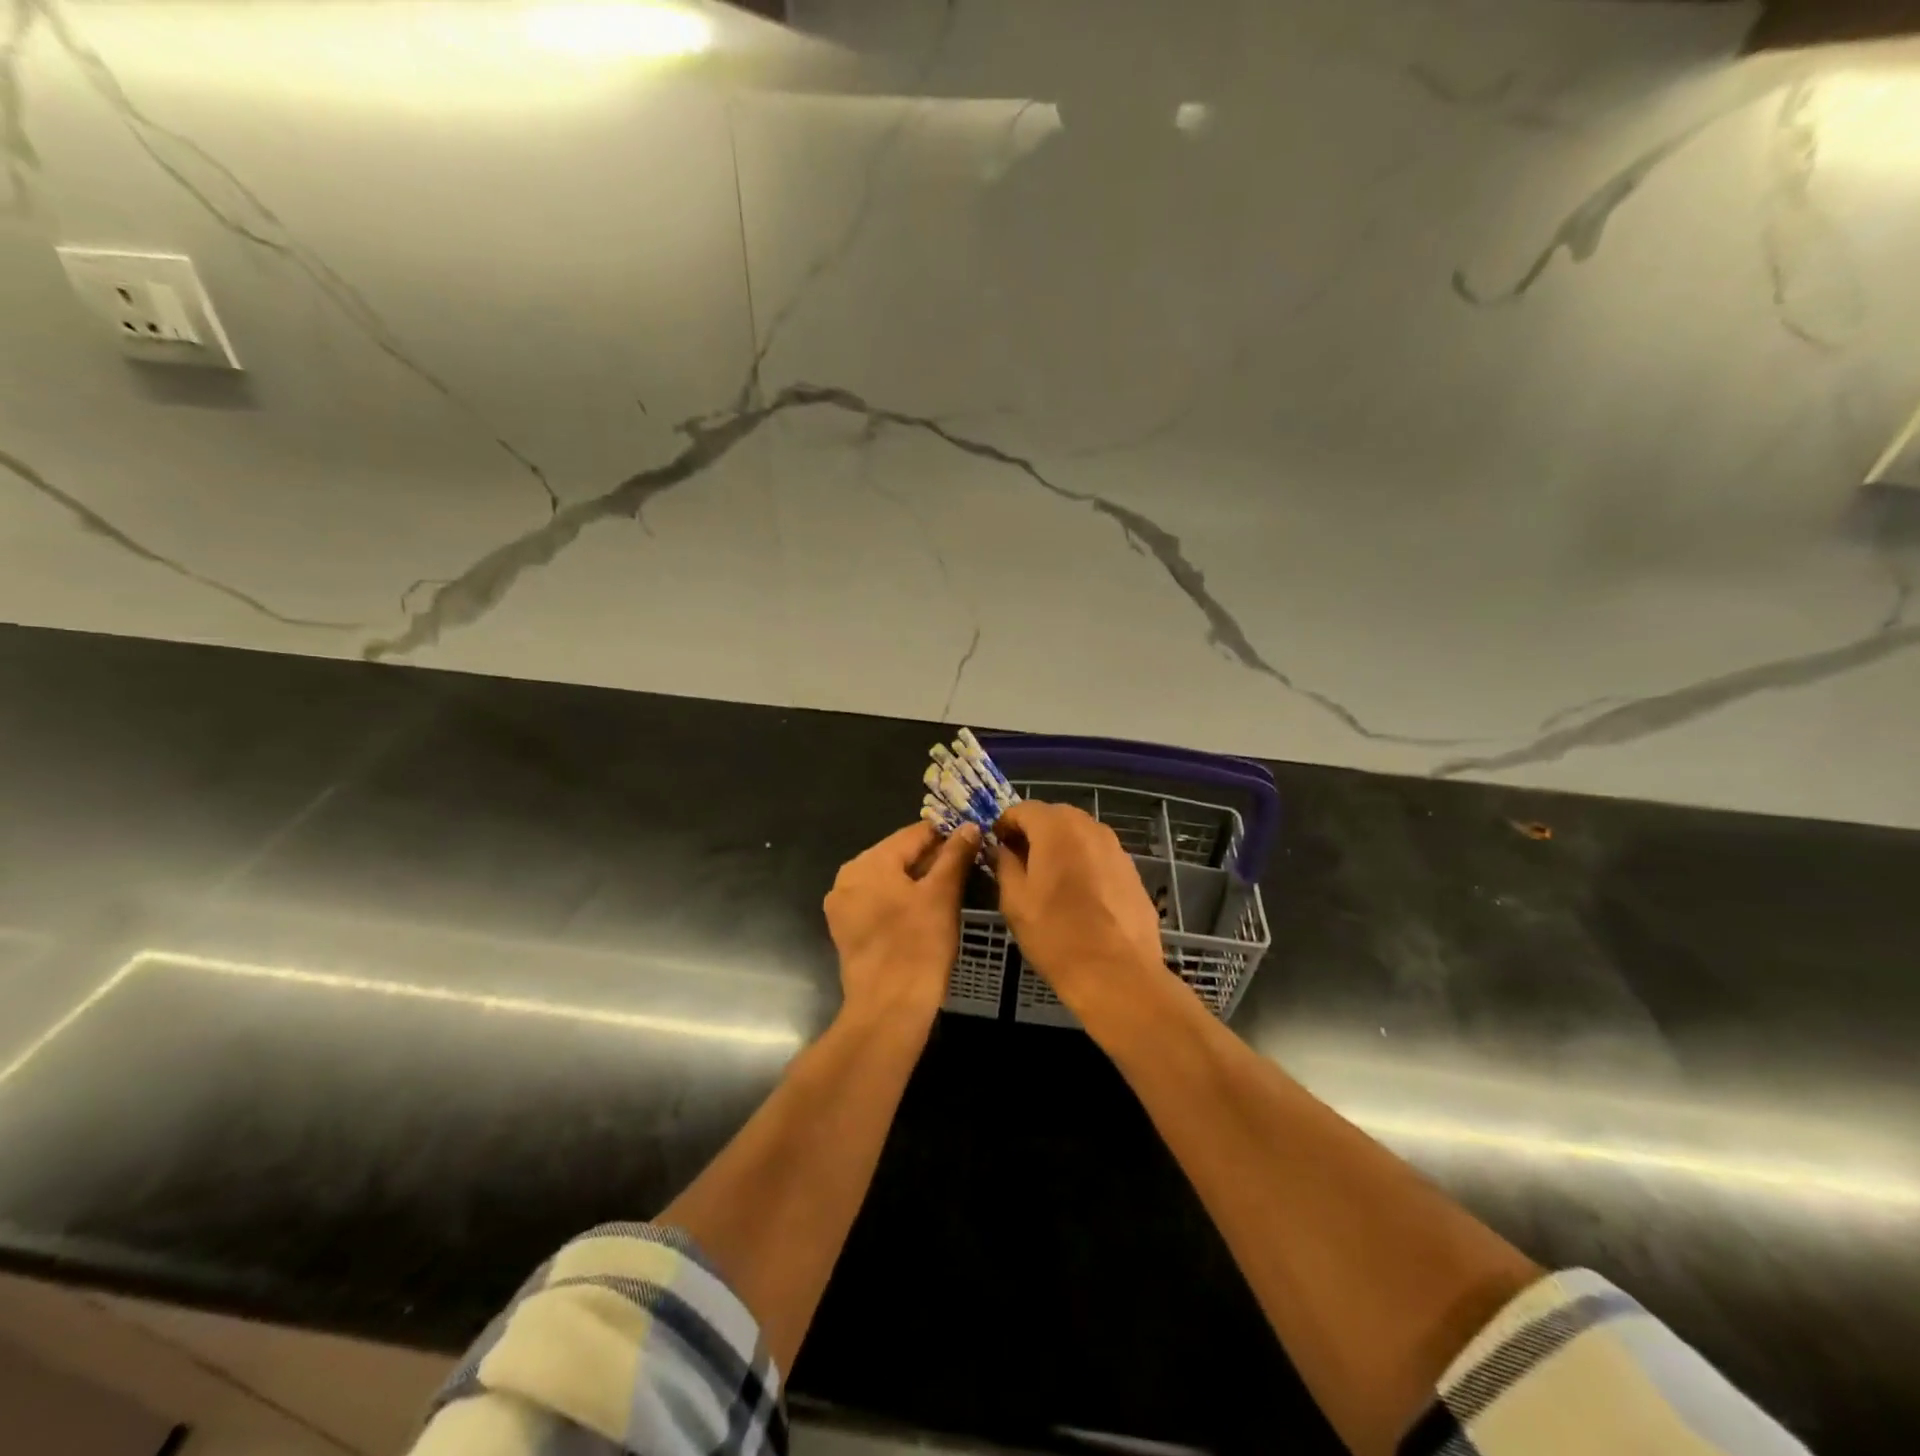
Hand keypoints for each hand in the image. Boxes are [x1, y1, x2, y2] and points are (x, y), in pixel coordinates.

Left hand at [824, 821, 980, 1025]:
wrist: (889, 1008)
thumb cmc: (919, 945)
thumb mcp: (943, 894)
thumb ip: (955, 855)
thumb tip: (969, 826)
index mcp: (868, 862)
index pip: (913, 834)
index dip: (946, 834)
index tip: (973, 839)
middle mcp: (848, 877)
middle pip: (898, 855)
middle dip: (932, 858)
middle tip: (967, 865)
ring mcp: (843, 905)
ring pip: (888, 879)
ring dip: (918, 880)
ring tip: (950, 888)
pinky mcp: (846, 930)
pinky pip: (878, 901)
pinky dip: (901, 900)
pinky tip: (926, 910)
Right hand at [992, 801, 1166, 1019]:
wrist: (1117, 973)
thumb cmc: (1056, 934)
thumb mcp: (1015, 900)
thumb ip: (1004, 865)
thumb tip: (1001, 849)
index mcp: (1056, 828)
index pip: (1023, 809)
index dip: (1005, 824)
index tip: (995, 846)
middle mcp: (1090, 827)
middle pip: (1054, 817)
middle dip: (1034, 832)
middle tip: (1019, 862)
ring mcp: (1116, 848)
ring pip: (1079, 835)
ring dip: (1060, 847)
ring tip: (1048, 879)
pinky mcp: (1132, 871)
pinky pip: (1099, 856)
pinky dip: (1083, 863)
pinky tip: (1078, 896)